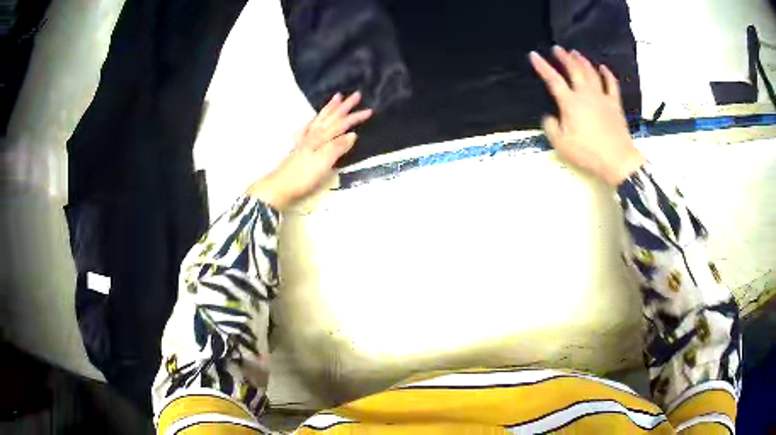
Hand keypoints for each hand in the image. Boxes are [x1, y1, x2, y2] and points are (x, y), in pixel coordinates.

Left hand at [248, 92, 372, 209]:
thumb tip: (353, 134)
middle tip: (356, 95)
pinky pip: (306, 129)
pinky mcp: (299, 148)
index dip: (355, 117)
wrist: (280, 186)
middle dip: (344, 106)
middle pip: (331, 118)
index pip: (341, 124)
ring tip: (337, 97)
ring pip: (320, 119)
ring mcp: (305, 140)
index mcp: (321, 138)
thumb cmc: (303, 176)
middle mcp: (314, 135)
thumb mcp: (324, 162)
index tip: (370, 110)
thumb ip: (338, 147)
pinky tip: (312, 120)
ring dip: (330, 108)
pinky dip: (312, 122)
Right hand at [529, 47, 643, 185]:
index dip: (542, 66)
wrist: (617, 160)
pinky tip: (603, 67)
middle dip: (563, 57)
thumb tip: (550, 116)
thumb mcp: (561, 145)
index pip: (553, 80)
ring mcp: (602, 97)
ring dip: (582, 61)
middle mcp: (585, 94)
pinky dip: (607, 74)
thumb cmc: (588, 153)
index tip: (534, 55)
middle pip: (574, 70)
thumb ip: (551, 128)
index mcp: (570, 103)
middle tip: (557, 49)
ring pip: (591, 73)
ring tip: (575, 53)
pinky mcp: (615, 104)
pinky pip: (611, 84)